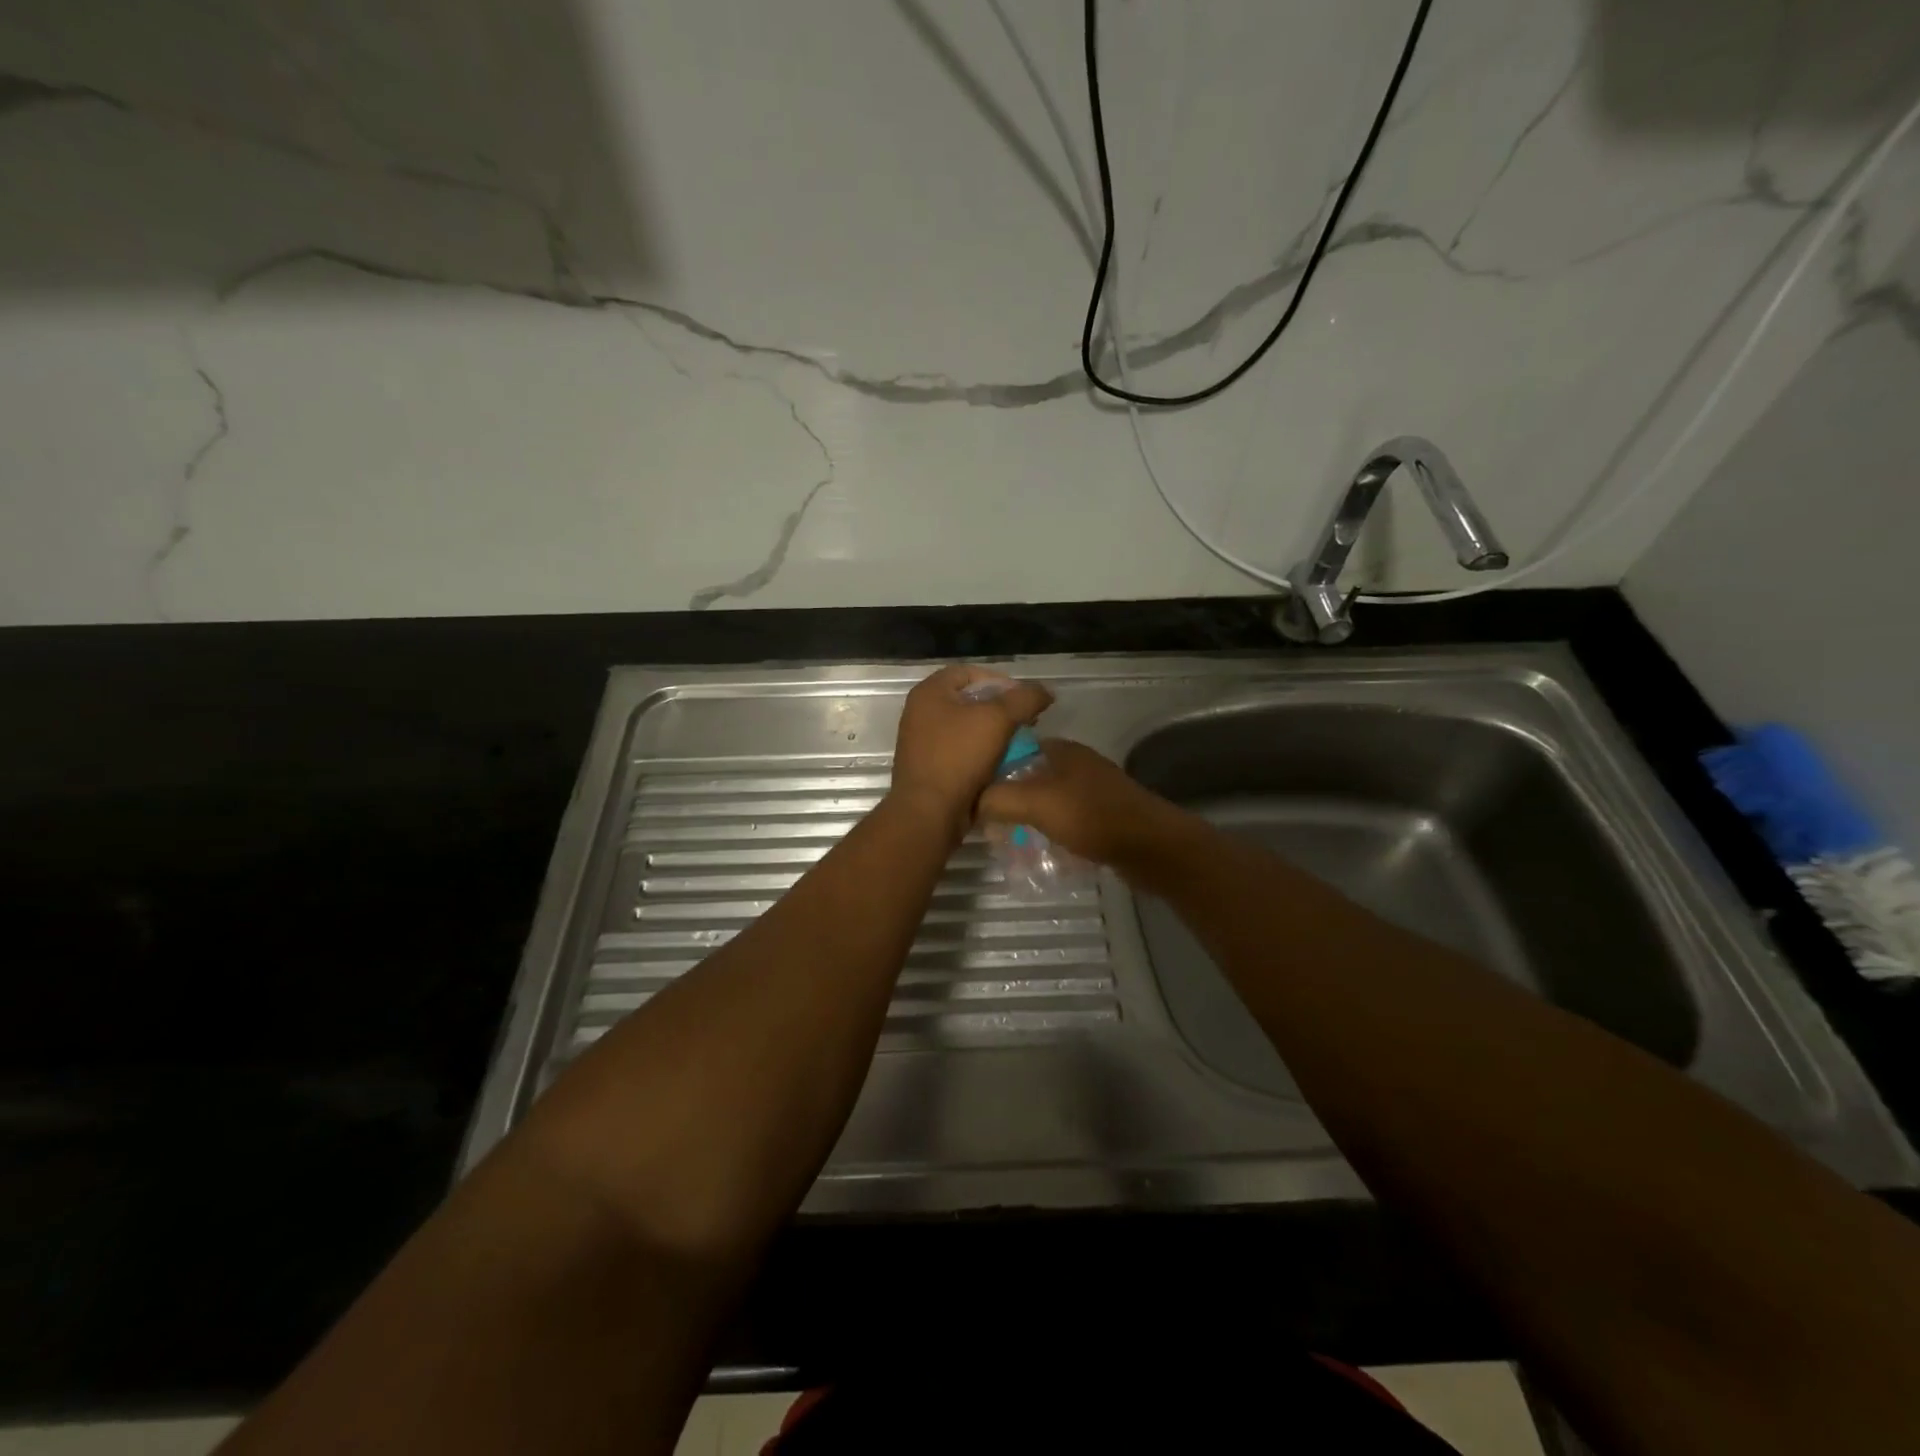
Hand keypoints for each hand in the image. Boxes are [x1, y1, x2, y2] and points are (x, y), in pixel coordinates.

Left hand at [887, 666, 1053, 841]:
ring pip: (966, 727)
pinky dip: (981, 753)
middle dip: (1000, 708)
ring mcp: (921, 741)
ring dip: (993, 732)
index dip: (1001, 681)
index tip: (1024, 700)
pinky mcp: (928, 766)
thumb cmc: (959, 757)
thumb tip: (1044, 692)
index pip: (970, 672)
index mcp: (929, 692)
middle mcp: (920, 712)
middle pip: (968, 699)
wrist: (929, 812)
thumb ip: (1024, 699)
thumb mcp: (998, 719)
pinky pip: (960, 750)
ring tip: (1017, 743)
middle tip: (1025, 722)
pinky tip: (1001, 763)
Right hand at [977, 738, 1188, 872]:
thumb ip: (997, 798)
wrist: (1151, 847)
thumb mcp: (1036, 803)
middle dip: (1006, 799)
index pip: (1013, 749)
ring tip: (1005, 841)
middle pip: (1028, 777)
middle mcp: (1075, 765)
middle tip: (984, 824)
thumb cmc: (1092, 816)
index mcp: (1060, 750)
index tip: (969, 792)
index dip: (989, 768)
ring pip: (1045, 802)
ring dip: (1026, 819)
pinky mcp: (1101, 817)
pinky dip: (1048, 833)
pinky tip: (1036, 851)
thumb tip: (969, 802)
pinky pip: (1063, 821)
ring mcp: (1090, 792)